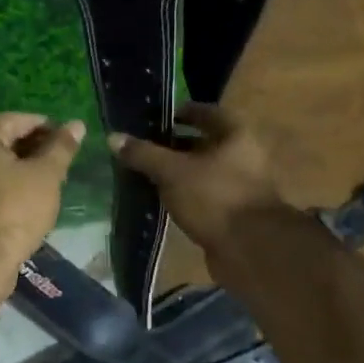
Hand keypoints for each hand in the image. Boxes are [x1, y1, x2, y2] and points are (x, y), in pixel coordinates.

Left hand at [0, 112, 84, 289]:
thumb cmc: (15, 210)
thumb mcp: (46, 175)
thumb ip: (61, 147)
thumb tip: (76, 124)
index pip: (14, 119)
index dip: (44, 125)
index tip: (67, 138)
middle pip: (1, 141)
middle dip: (33, 148)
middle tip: (61, 159)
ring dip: (20, 169)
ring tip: (49, 180)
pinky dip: (6, 187)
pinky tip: (28, 200)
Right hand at [109, 104, 284, 254]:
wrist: (250, 249)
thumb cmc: (214, 197)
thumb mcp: (173, 172)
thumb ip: (143, 154)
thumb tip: (113, 137)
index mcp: (235, 135)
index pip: (205, 113)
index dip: (180, 113)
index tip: (154, 119)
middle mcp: (243, 156)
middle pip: (204, 144)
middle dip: (174, 146)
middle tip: (142, 148)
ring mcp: (239, 187)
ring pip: (202, 173)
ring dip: (178, 174)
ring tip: (145, 175)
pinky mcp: (232, 214)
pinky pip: (203, 197)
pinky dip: (185, 196)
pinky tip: (161, 201)